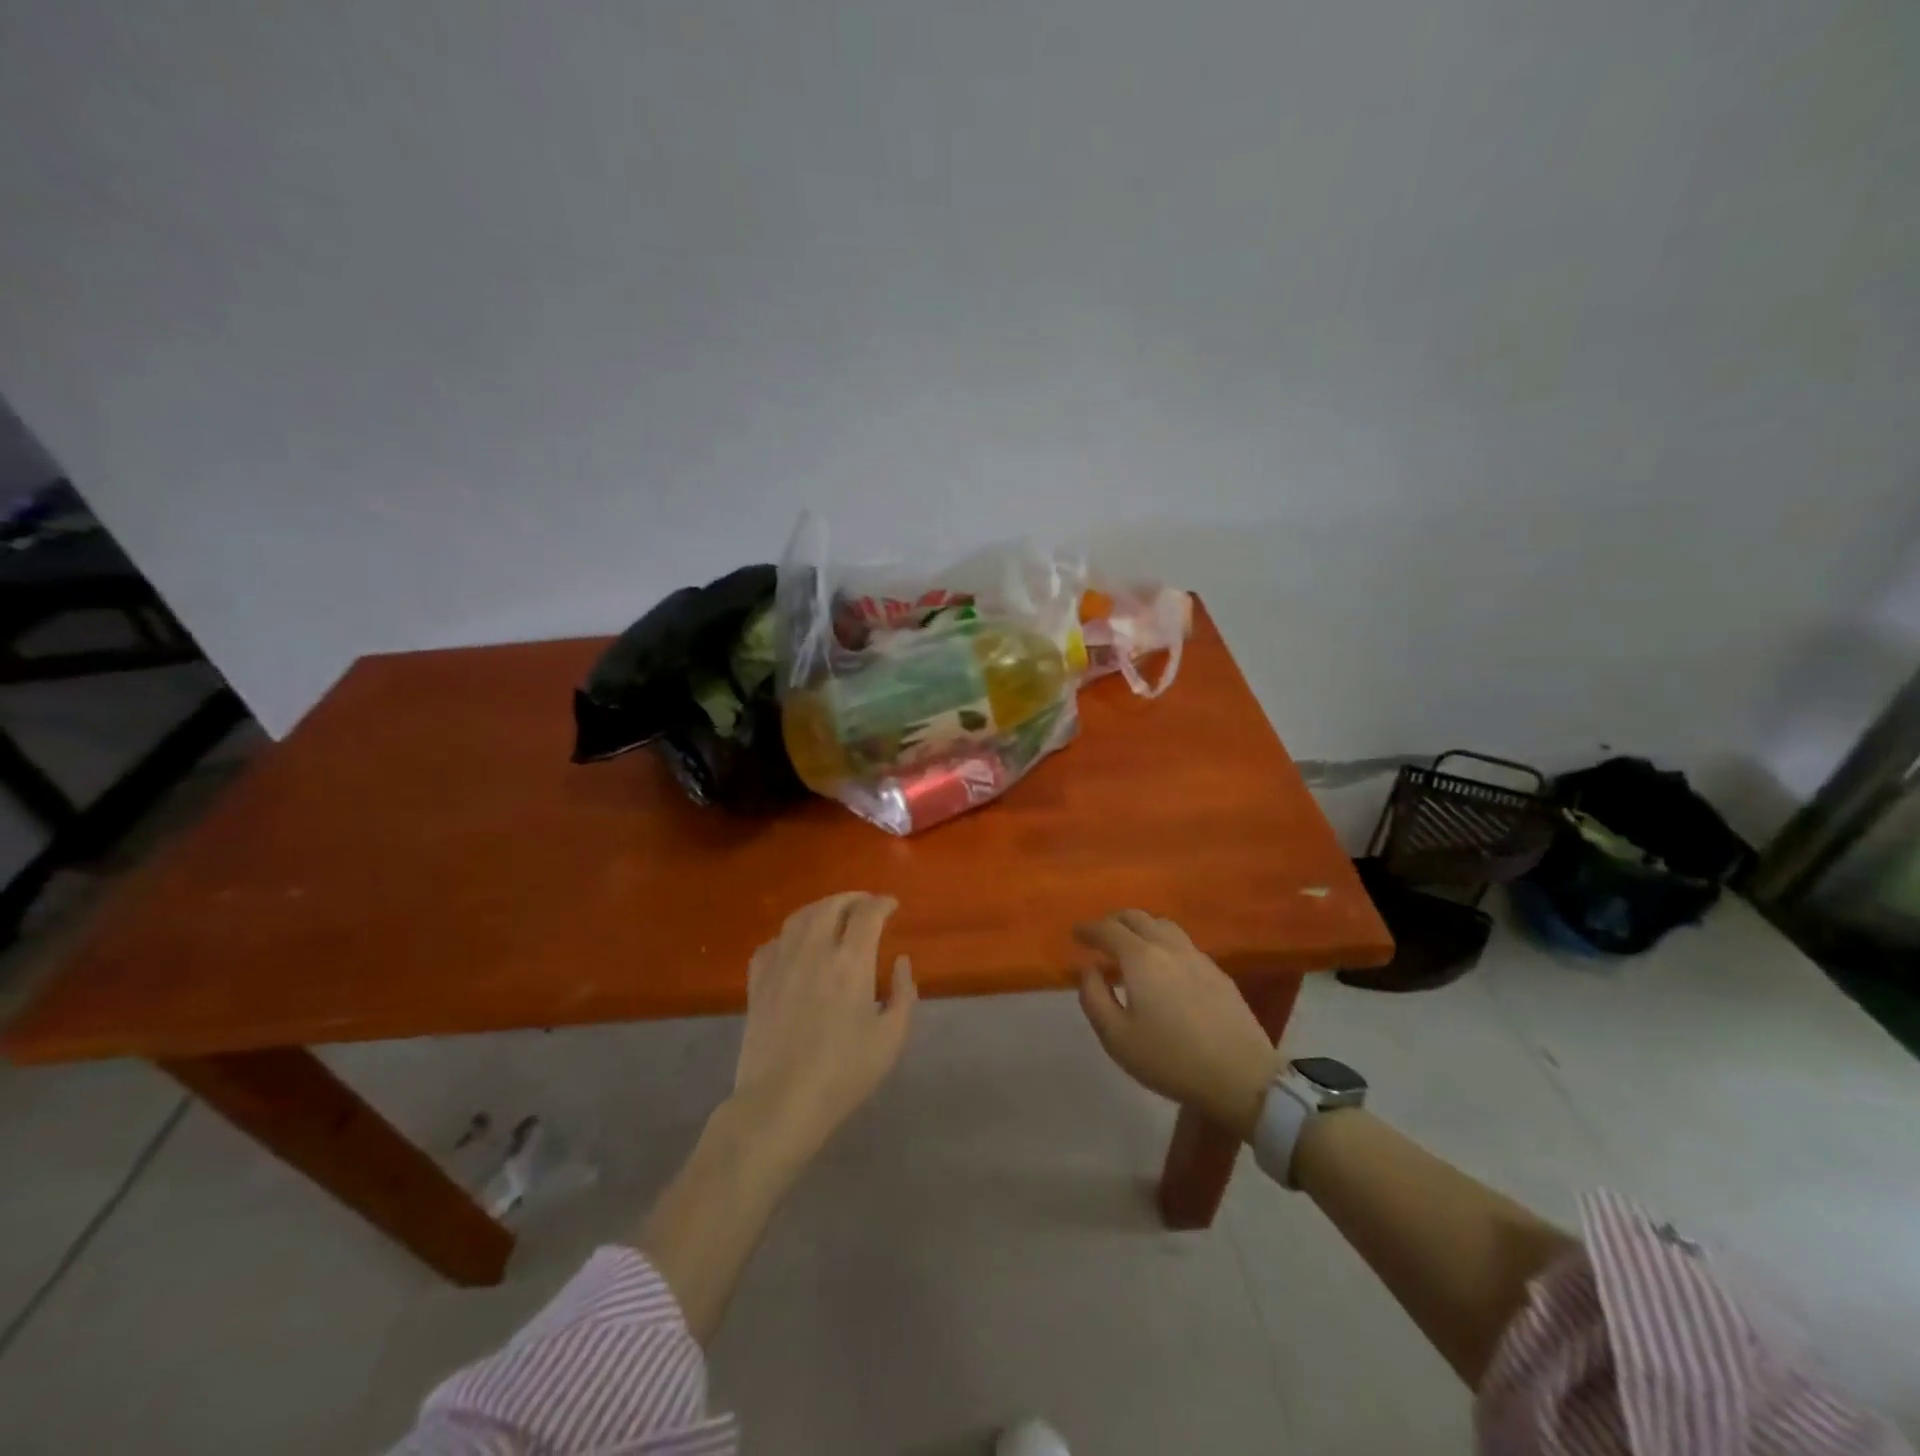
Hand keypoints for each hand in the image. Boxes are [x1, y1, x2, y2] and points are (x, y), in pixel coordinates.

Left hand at [731, 892, 917, 1163]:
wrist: (780, 1102)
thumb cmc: (844, 1073)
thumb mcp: (891, 1038)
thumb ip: (902, 993)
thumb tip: (900, 960)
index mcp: (851, 962)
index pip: (868, 914)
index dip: (882, 903)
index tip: (892, 906)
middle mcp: (814, 951)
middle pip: (831, 905)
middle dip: (853, 899)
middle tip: (866, 905)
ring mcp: (781, 963)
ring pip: (799, 917)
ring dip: (821, 908)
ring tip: (834, 915)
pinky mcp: (757, 981)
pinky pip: (773, 942)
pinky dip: (789, 934)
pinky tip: (796, 945)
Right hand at [1074, 910, 1279, 1137]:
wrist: (1241, 1075)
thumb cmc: (1170, 1059)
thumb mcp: (1116, 1037)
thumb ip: (1094, 997)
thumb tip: (1088, 969)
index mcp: (1140, 958)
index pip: (1108, 930)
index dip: (1088, 929)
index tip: (1076, 933)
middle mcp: (1168, 946)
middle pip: (1137, 918)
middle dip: (1114, 922)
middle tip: (1100, 936)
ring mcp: (1197, 957)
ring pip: (1163, 926)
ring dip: (1141, 928)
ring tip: (1131, 947)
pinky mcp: (1218, 972)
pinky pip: (1182, 943)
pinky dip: (1163, 942)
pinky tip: (1164, 966)